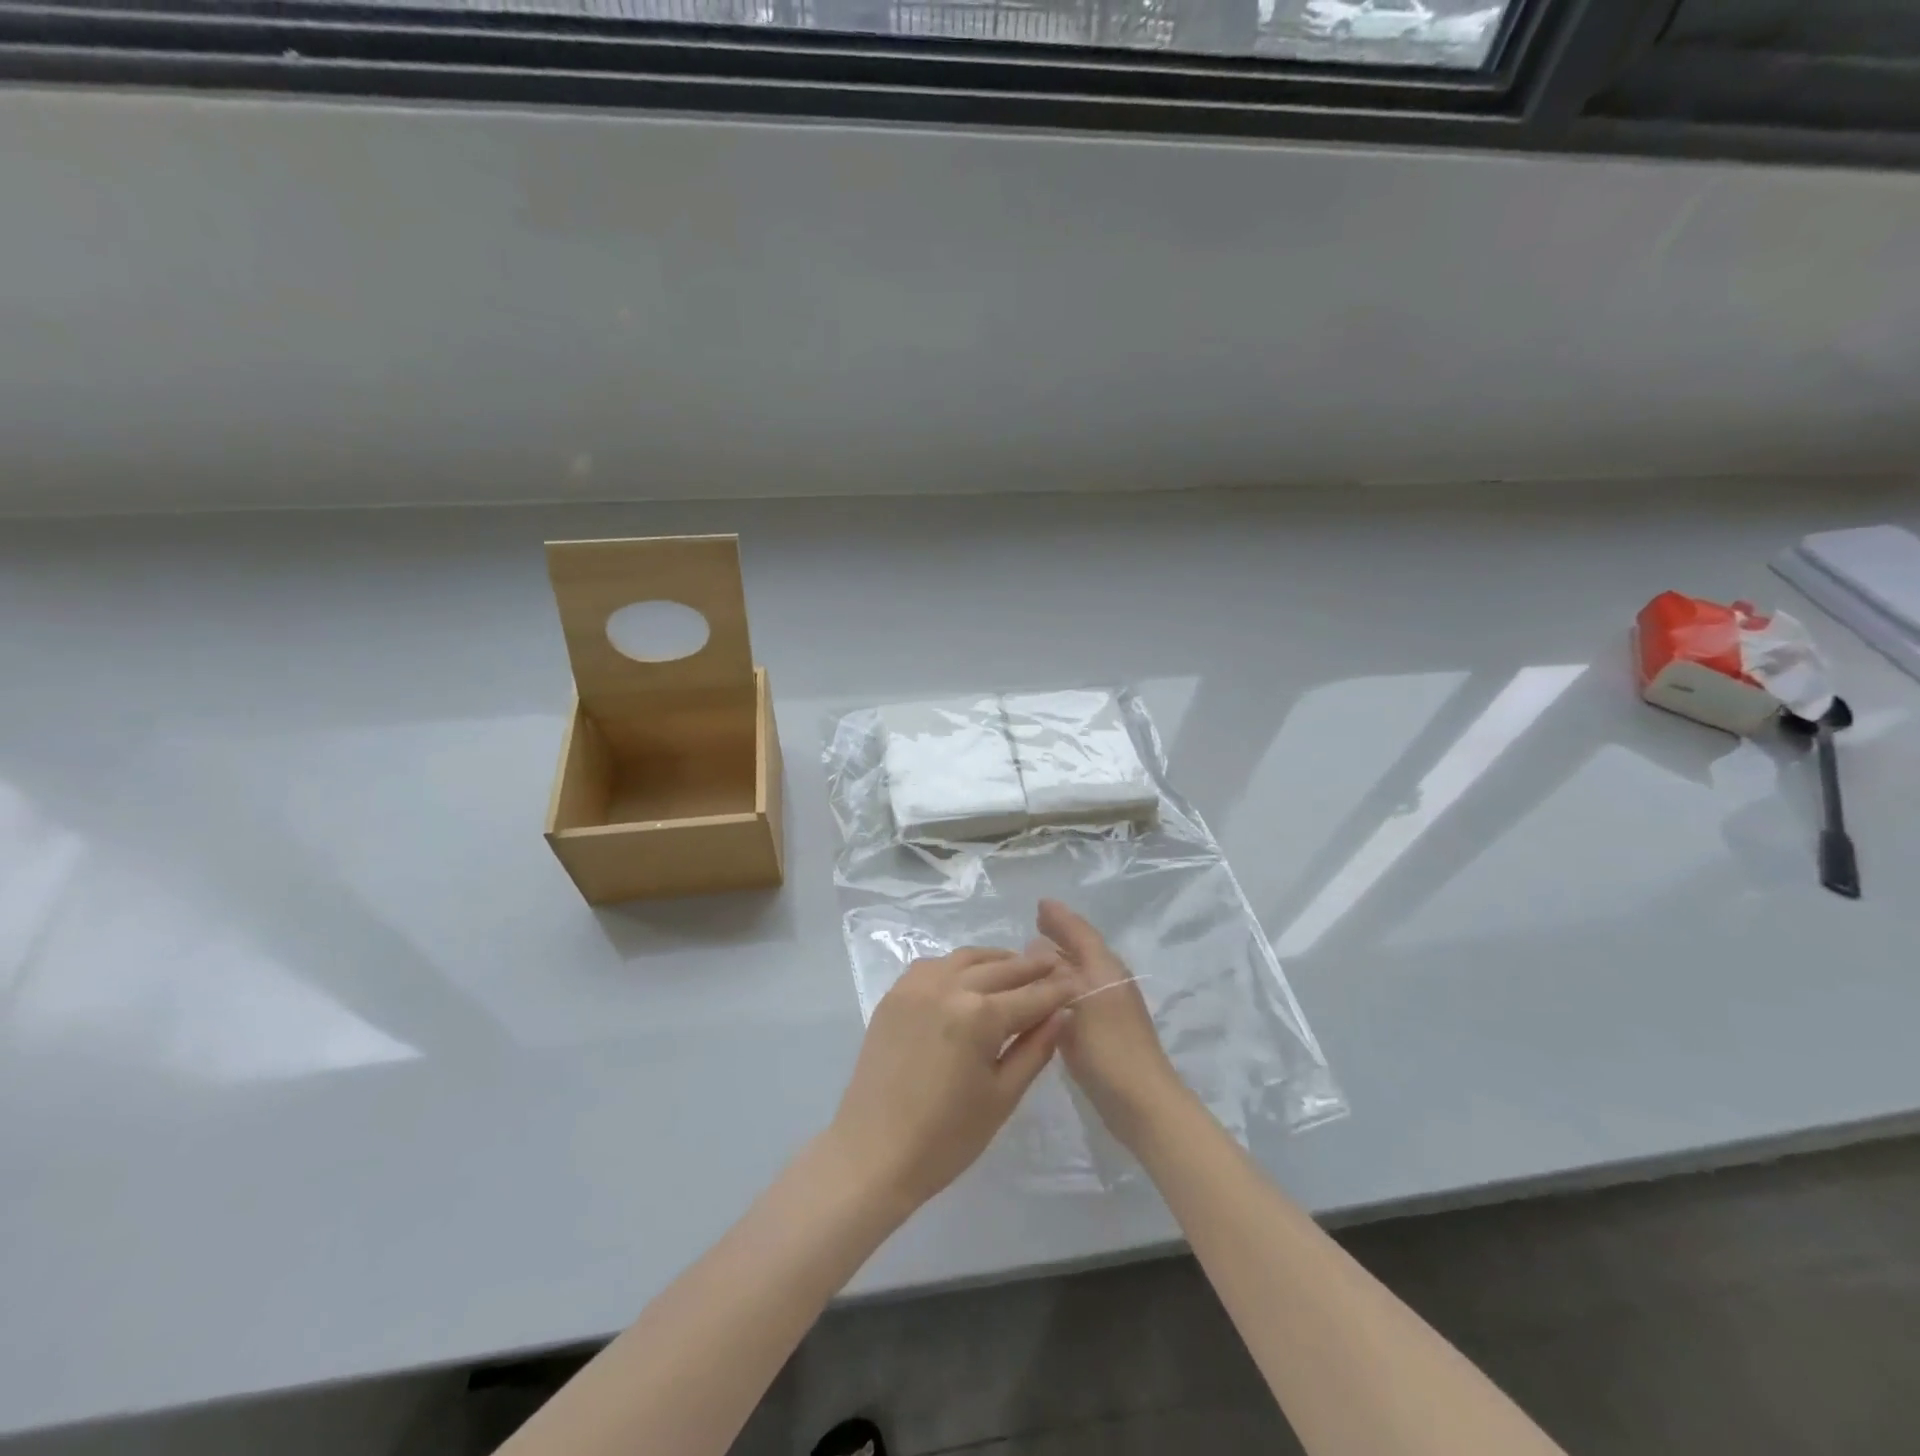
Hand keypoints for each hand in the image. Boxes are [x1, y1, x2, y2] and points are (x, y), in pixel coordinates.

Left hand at [826, 947, 1073, 1214]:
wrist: (873, 1152)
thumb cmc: (946, 1137)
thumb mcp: (1002, 1096)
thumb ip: (1035, 1048)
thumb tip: (1063, 1013)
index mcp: (980, 1015)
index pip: (1032, 995)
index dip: (1059, 989)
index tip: (1079, 981)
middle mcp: (949, 986)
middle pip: (1002, 969)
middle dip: (1033, 968)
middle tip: (1055, 966)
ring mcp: (917, 985)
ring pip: (968, 958)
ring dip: (997, 961)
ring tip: (1018, 969)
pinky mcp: (896, 993)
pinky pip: (936, 965)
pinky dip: (960, 965)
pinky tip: (971, 977)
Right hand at [1036, 900, 1191, 1146]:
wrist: (1142, 1103)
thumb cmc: (1109, 1047)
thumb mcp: (1081, 1000)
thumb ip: (1060, 972)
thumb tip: (1039, 946)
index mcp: (1105, 968)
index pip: (1081, 932)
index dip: (1061, 918)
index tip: (1039, 905)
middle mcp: (1109, 982)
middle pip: (1082, 949)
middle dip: (1061, 935)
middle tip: (1036, 923)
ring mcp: (1108, 1009)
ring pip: (1080, 972)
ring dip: (1060, 960)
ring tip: (1035, 955)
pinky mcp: (1102, 1033)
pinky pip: (1076, 996)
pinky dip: (1060, 987)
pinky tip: (1045, 997)